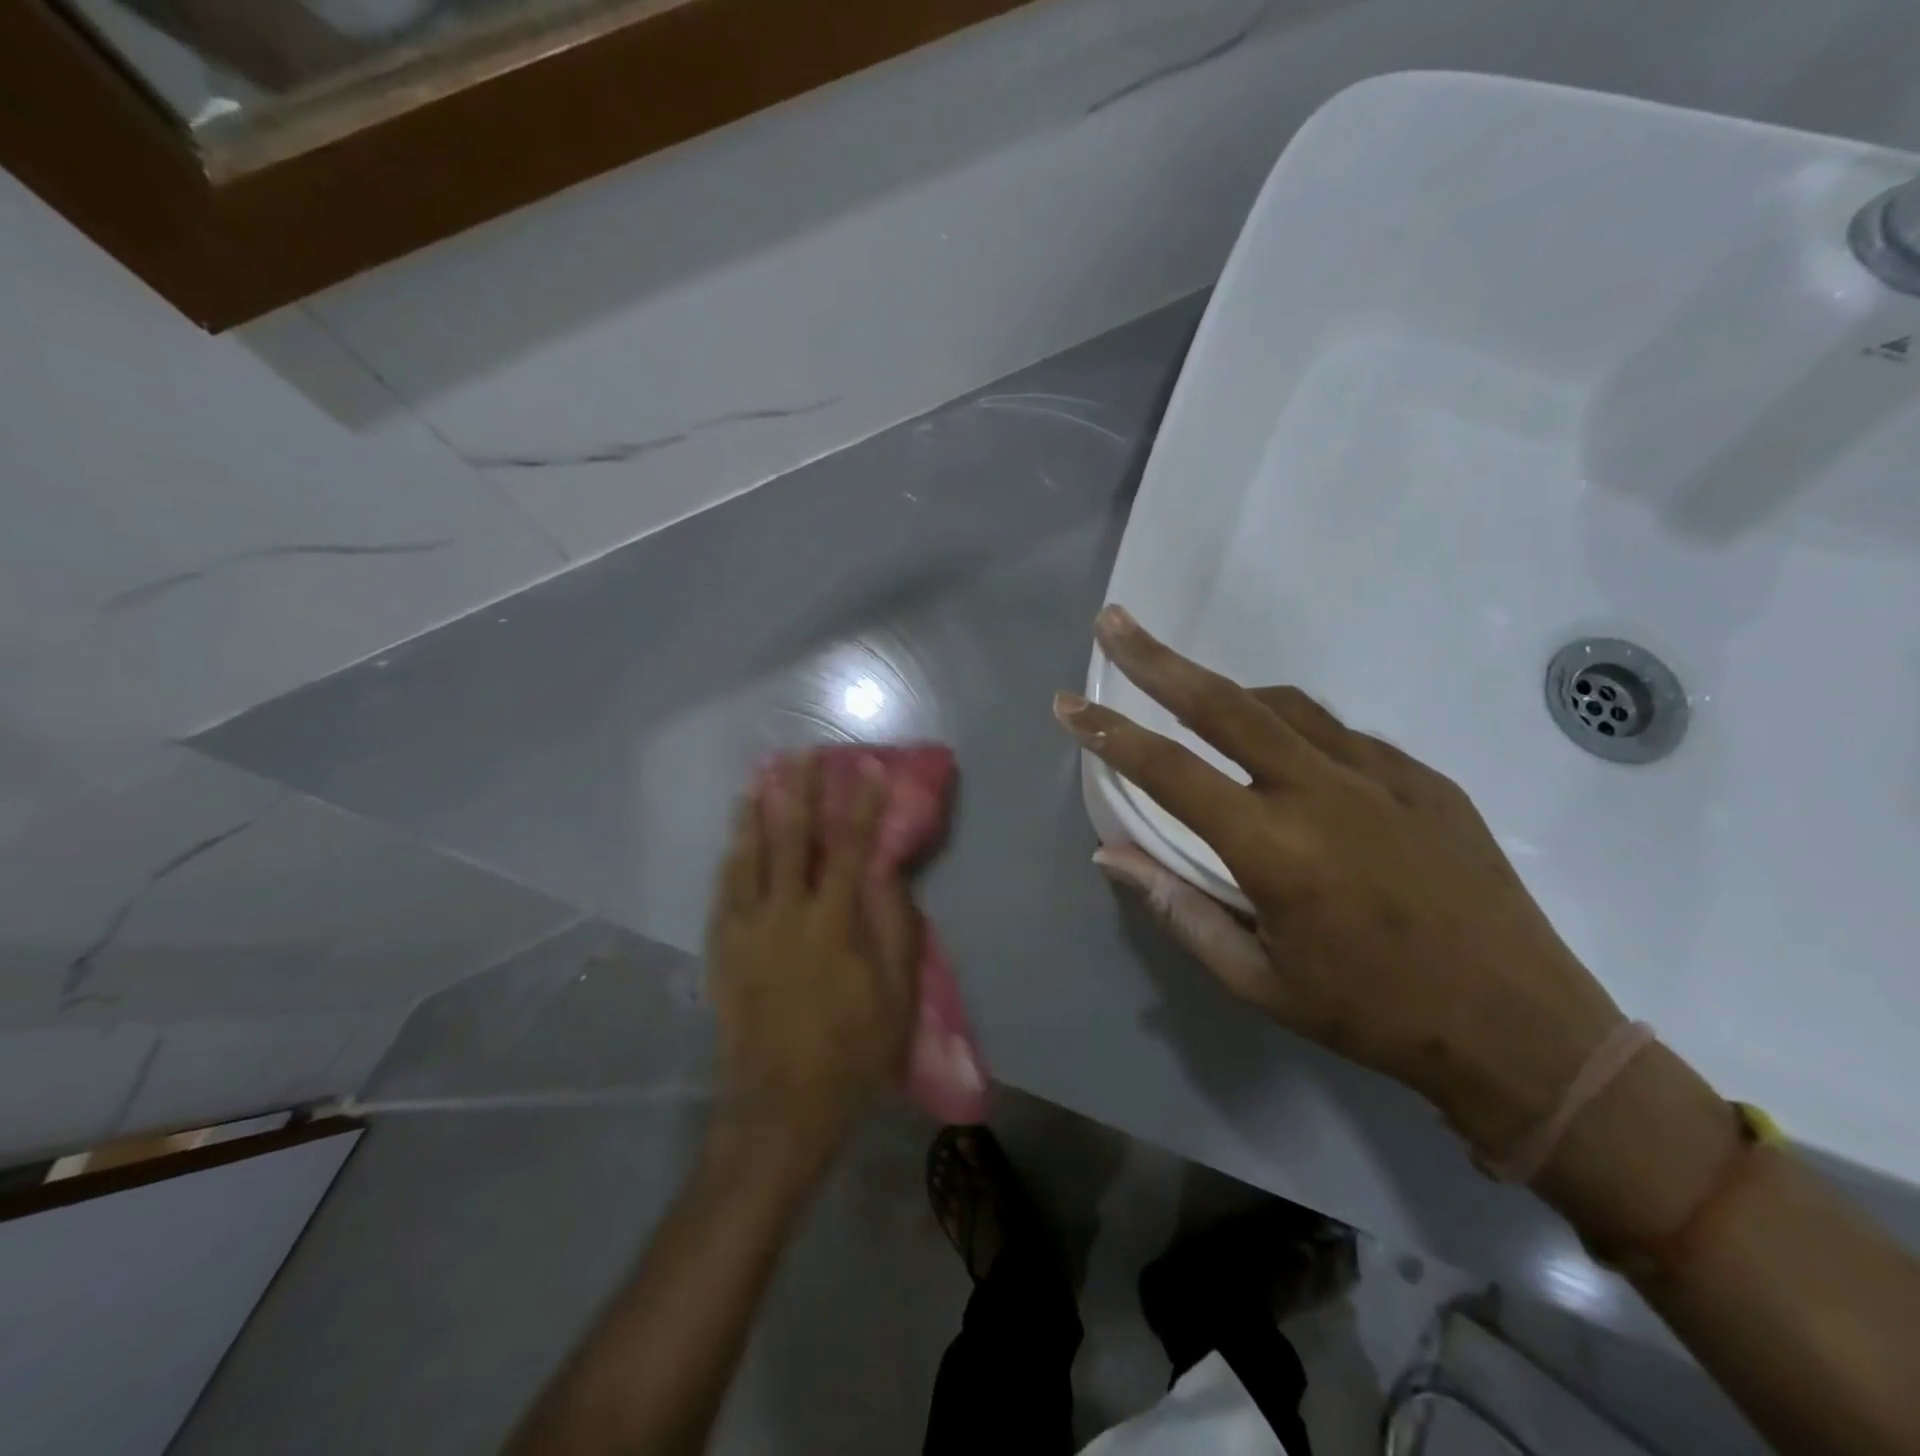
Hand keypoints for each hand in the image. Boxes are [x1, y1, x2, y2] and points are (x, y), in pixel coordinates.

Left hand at [705, 752, 920, 1166]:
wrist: (779, 1107)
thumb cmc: (850, 1053)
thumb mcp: (895, 998)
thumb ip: (894, 931)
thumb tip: (888, 876)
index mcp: (833, 924)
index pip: (852, 850)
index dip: (863, 806)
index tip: (870, 769)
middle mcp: (786, 915)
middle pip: (792, 840)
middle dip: (799, 792)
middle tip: (800, 754)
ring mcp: (747, 931)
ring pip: (749, 858)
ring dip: (756, 815)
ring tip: (759, 780)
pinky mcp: (723, 952)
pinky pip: (723, 893)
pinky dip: (731, 860)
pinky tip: (734, 843)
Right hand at [1056, 605, 1625, 1157]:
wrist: (1523, 1028)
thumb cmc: (1372, 1015)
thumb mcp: (1257, 981)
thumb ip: (1177, 909)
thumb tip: (1111, 854)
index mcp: (1274, 848)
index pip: (1169, 771)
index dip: (1109, 734)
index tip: (1067, 705)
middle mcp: (1322, 791)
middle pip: (1225, 703)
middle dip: (1158, 659)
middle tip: (1115, 622)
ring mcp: (1381, 774)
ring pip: (1283, 705)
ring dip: (1227, 692)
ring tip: (1192, 695)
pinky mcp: (1424, 776)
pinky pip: (1340, 733)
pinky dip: (1292, 727)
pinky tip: (1286, 754)